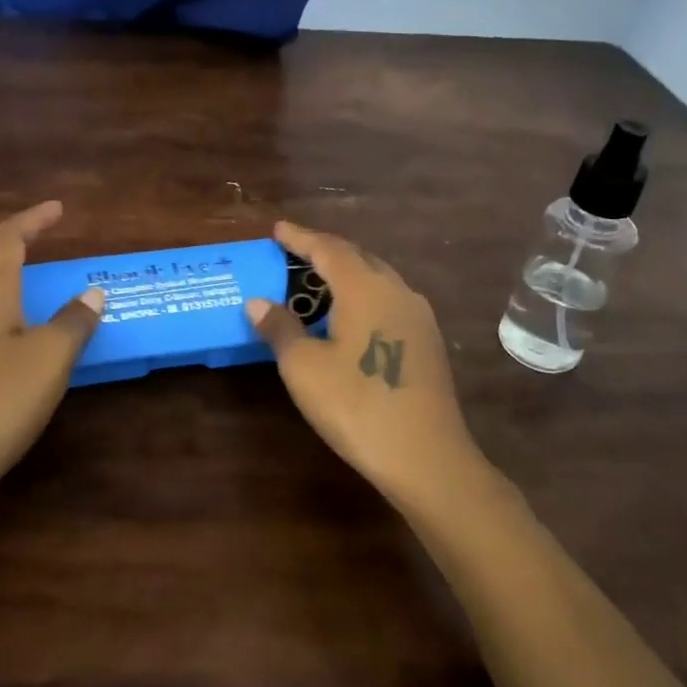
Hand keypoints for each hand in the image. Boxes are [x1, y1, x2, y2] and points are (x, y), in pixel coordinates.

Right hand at [247, 221, 481, 501]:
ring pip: (377, 278)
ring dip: (346, 274)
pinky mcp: (428, 341)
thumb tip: (257, 302)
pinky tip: (351, 316)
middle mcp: (396, 290)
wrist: (426, 457)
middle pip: (357, 257)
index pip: (327, 249)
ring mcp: (418, 316)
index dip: (300, 237)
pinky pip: (389, 300)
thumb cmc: (357, 406)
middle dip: (324, 251)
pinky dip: (363, 295)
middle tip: (295, 253)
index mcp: (365, 287)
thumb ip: (280, 328)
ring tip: (318, 282)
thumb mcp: (304, 367)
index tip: (278, 229)